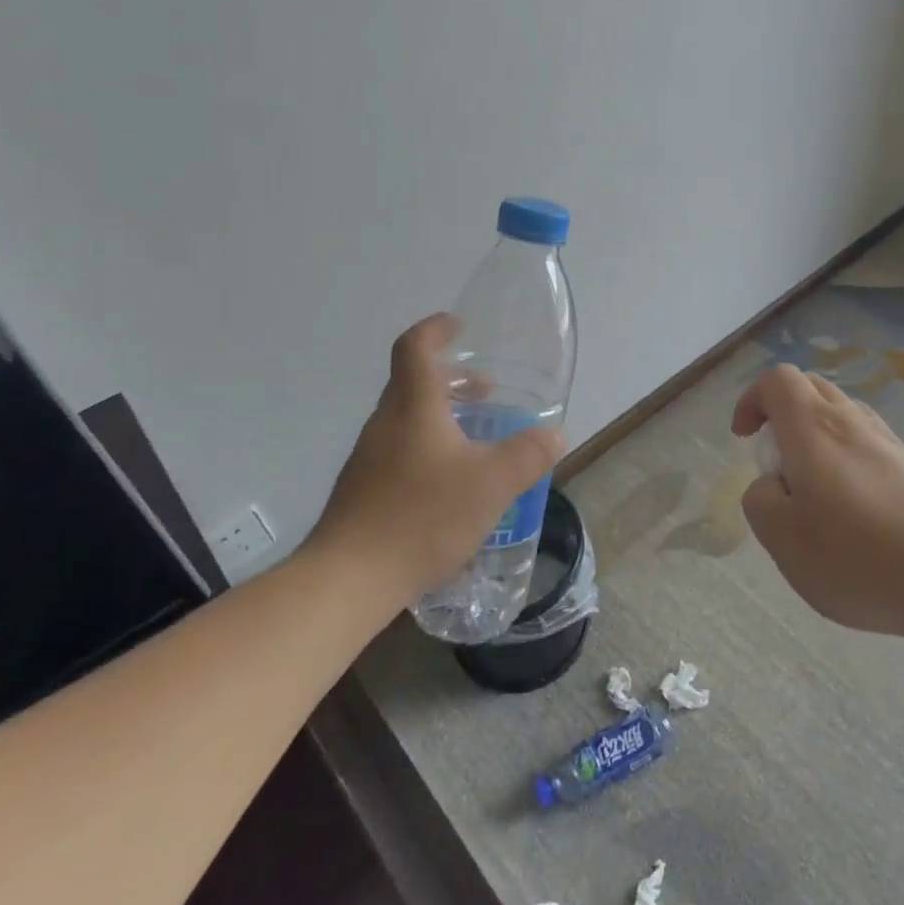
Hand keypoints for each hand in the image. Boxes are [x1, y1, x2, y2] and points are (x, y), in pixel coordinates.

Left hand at [314, 313, 564, 603]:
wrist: (349, 578)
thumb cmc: (423, 516)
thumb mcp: (492, 484)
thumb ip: (527, 455)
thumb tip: (554, 434)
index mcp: (413, 407)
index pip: (414, 348)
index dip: (435, 330)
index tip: (458, 326)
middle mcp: (386, 424)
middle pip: (412, 383)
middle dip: (450, 378)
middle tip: (485, 390)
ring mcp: (369, 458)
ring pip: (407, 419)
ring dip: (441, 415)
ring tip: (476, 438)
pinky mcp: (363, 490)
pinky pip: (400, 451)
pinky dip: (429, 447)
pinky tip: (451, 485)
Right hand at [732, 364, 903, 637]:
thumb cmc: (857, 557)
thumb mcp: (782, 538)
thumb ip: (760, 499)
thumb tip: (772, 483)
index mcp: (813, 429)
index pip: (777, 379)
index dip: (753, 400)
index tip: (746, 439)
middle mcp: (852, 422)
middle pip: (811, 388)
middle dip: (783, 413)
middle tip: (778, 462)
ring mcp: (890, 443)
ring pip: (844, 415)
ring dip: (818, 437)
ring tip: (816, 492)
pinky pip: (871, 445)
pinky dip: (849, 460)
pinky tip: (857, 513)